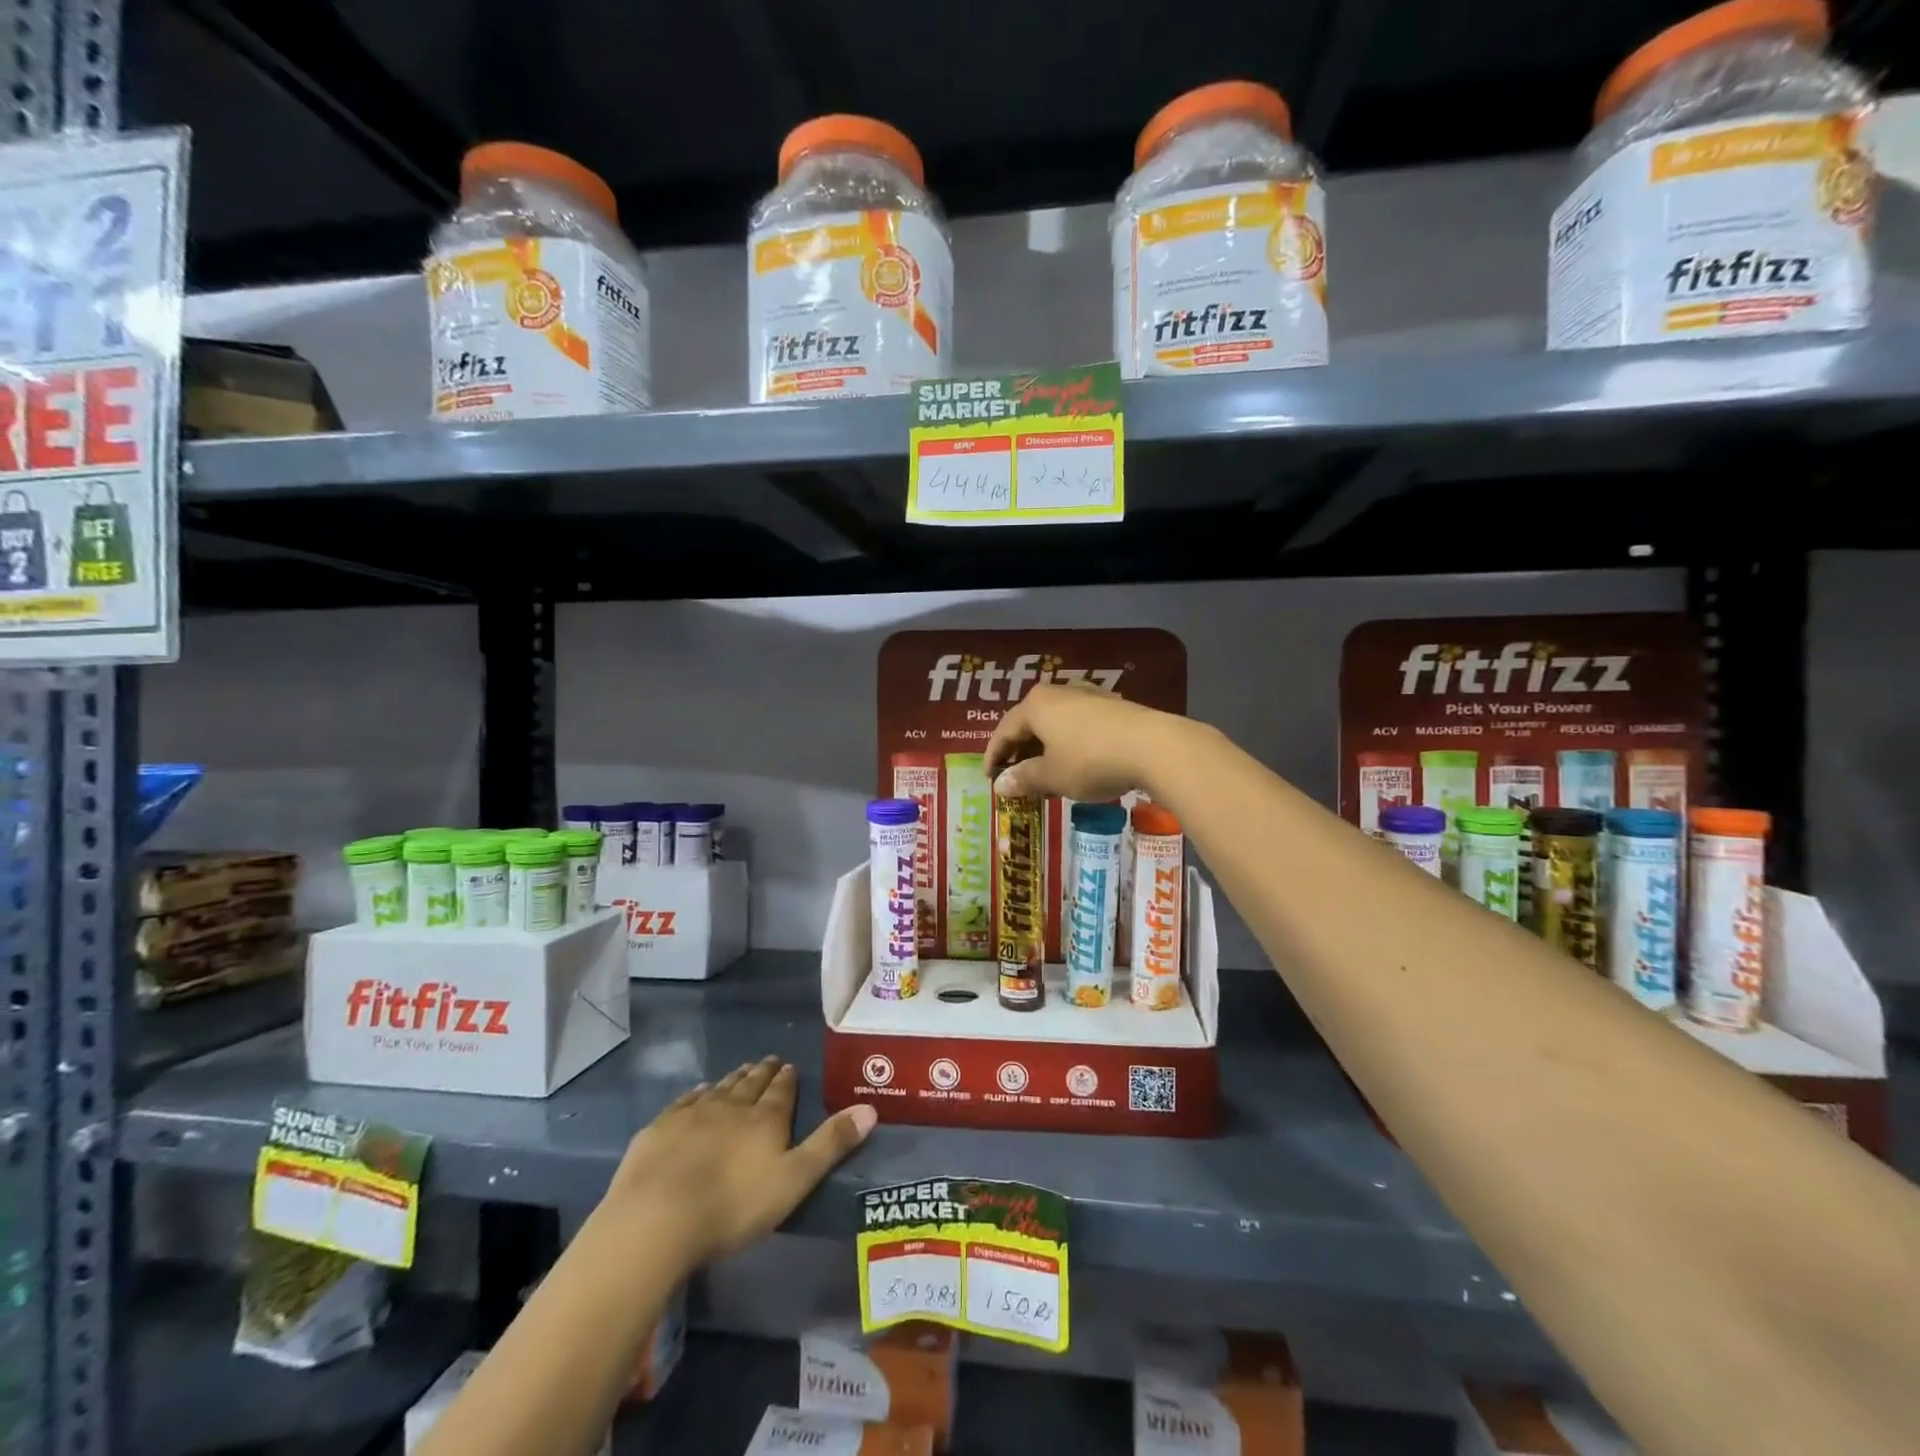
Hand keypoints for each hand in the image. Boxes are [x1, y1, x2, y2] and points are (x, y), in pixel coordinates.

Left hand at [606, 1058, 875, 1268]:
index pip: (782, 1090)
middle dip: (763, 1072)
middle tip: (770, 1061)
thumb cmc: (733, 1206)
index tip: (790, 1066)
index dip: (788, 1078)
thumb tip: (870, 1109)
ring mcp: (693, 1114)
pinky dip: (697, 1094)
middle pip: (751, 1084)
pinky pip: (685, 1101)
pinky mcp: (661, 1128)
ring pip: (720, 1088)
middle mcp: (732, 1106)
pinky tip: (699, 1092)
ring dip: (733, 1079)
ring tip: (741, 1071)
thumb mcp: (794, 1181)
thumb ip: (831, 1145)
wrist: (657, 1219)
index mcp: (766, 1118)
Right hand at [984, 683, 1191, 802]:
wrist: (1153, 747)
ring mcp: (1088, 697)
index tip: (989, 780)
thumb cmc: (1090, 760)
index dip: (993, 757)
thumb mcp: (1052, 776)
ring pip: (1055, 724)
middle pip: (1029, 724)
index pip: (1004, 730)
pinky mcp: (1112, 707)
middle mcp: (1058, 693)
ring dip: (1045, 750)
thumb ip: (1023, 779)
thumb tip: (1001, 785)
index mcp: (1035, 705)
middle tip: (1015, 779)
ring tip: (1045, 776)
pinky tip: (1076, 766)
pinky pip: (1078, 726)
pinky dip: (1068, 746)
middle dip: (1020, 752)